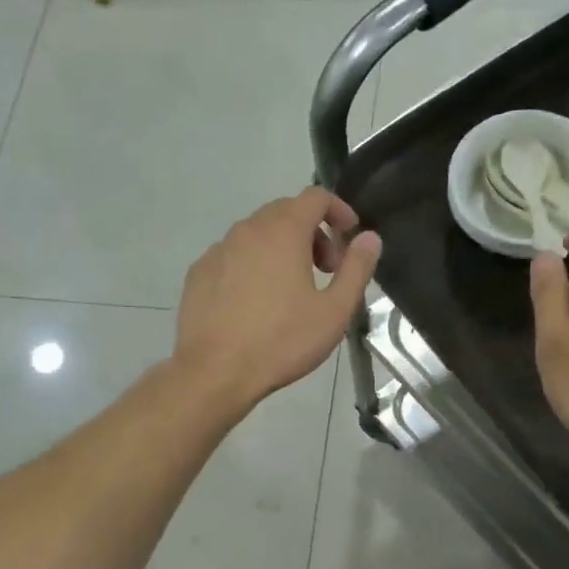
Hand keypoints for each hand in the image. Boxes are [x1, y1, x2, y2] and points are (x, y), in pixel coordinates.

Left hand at [174, 187, 380, 414]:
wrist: (215, 371)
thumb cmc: (282, 341)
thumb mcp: (334, 311)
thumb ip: (356, 269)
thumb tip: (370, 238)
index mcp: (283, 231)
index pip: (316, 197)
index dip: (339, 210)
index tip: (350, 237)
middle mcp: (247, 230)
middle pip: (285, 212)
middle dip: (312, 232)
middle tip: (326, 270)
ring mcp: (218, 250)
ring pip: (256, 234)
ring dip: (281, 248)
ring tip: (292, 289)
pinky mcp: (198, 273)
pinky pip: (233, 256)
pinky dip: (252, 265)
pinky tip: (256, 303)